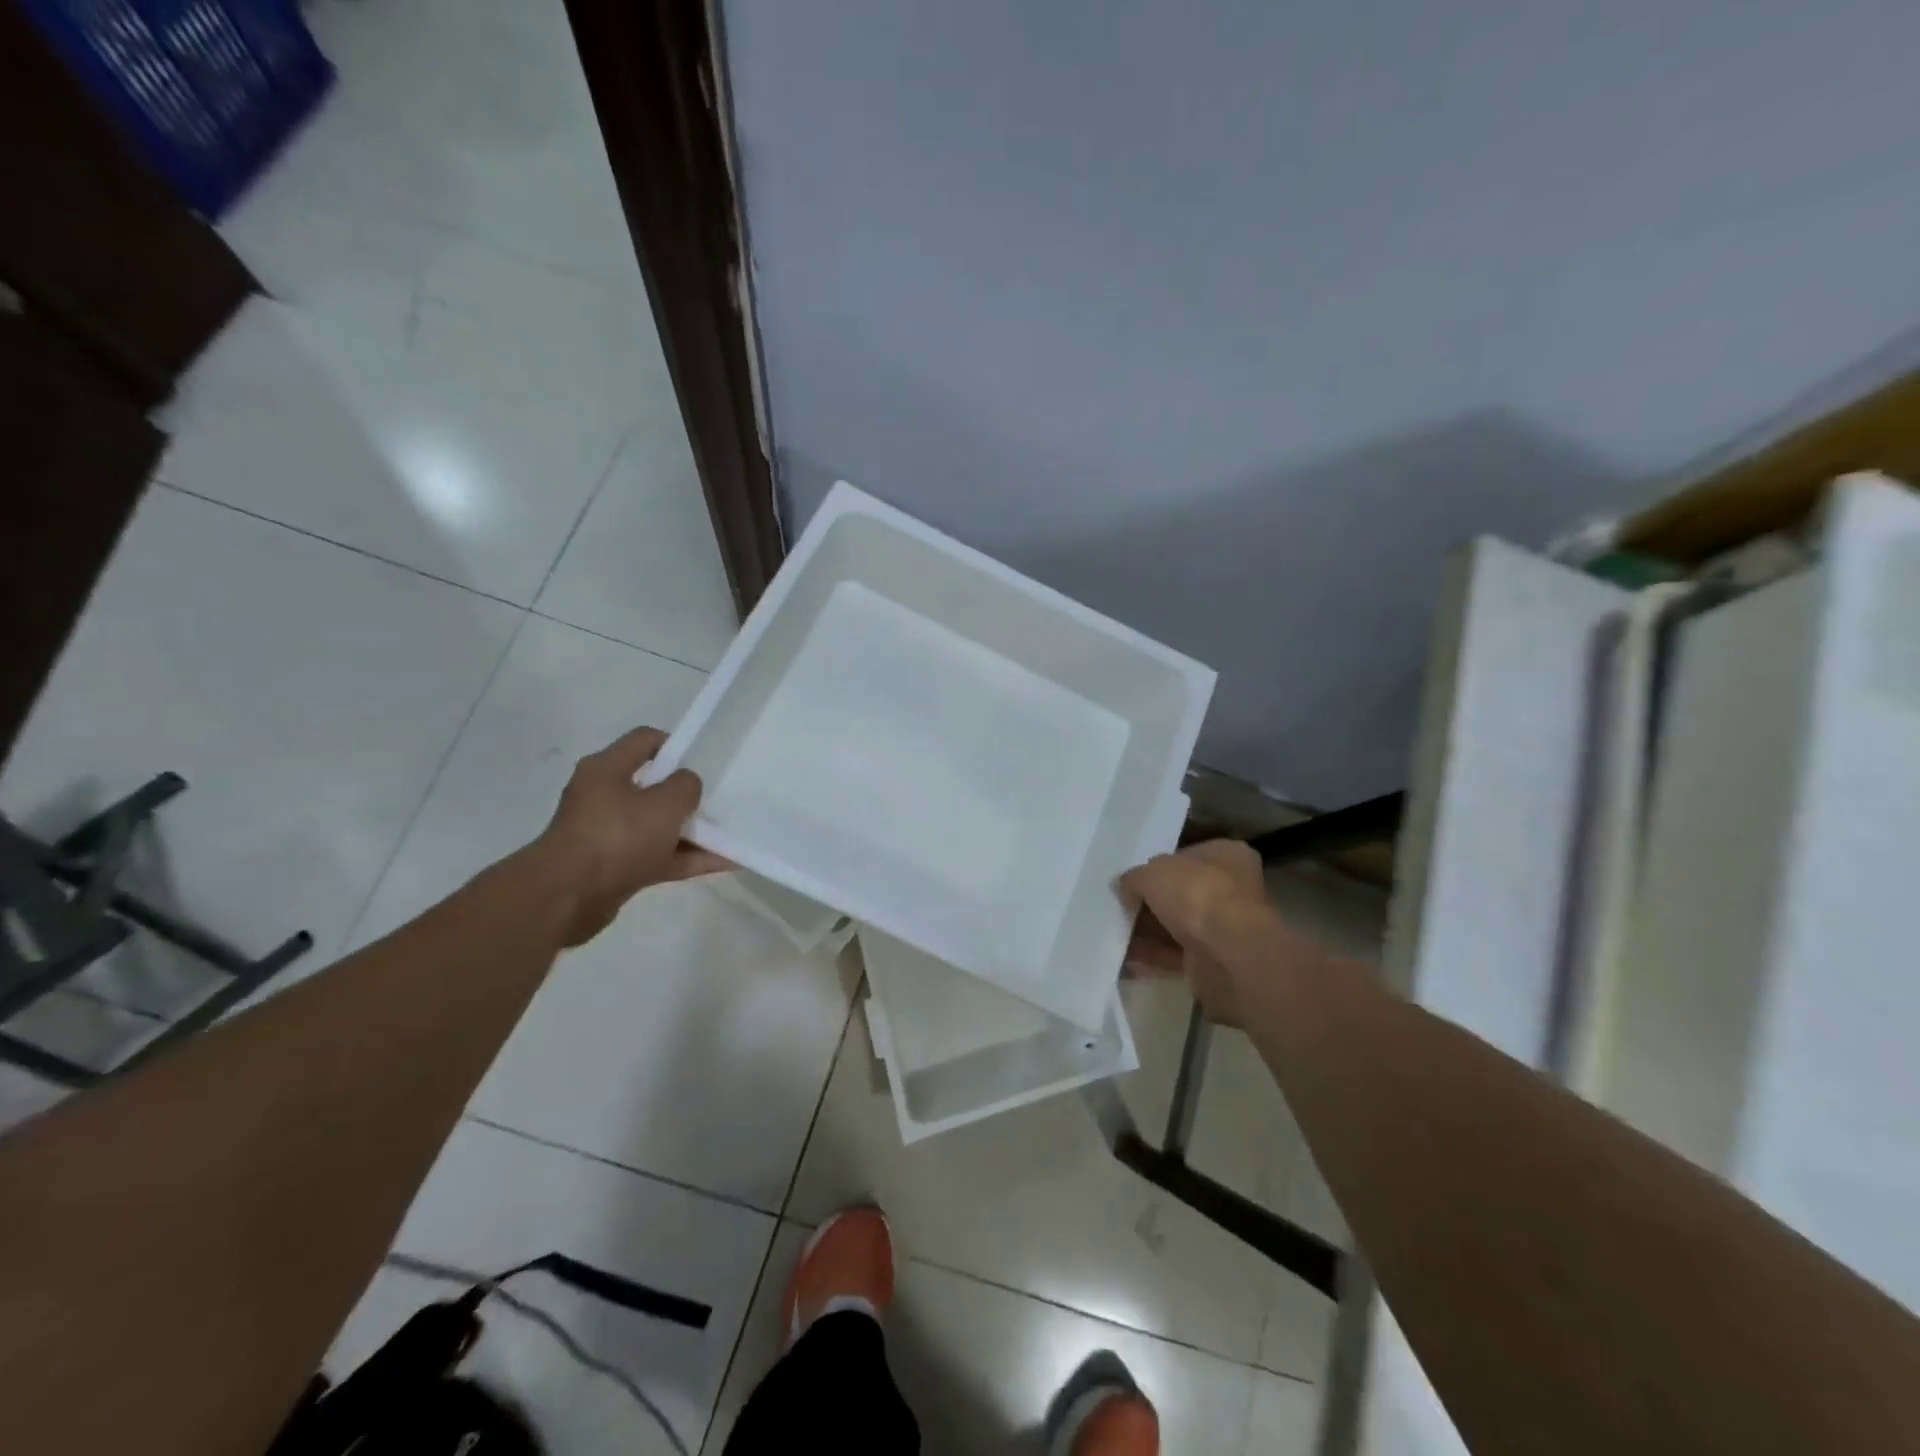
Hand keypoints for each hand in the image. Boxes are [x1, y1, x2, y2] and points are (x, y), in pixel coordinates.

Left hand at [530, 727, 732, 945]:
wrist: (567, 897)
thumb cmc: (618, 837)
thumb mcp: (665, 804)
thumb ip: (686, 786)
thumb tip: (686, 786)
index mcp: (607, 769)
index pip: (645, 740)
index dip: (676, 744)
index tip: (703, 760)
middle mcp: (602, 796)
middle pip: (652, 786)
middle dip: (685, 794)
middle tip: (715, 800)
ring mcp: (606, 833)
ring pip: (656, 825)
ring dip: (690, 831)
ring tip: (728, 836)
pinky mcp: (613, 867)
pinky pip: (657, 856)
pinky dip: (685, 858)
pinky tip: (722, 863)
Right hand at [1119, 838, 1279, 1025]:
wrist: (1229, 954)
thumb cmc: (1196, 894)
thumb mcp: (1152, 873)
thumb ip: (1134, 878)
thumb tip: (1124, 887)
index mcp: (1227, 855)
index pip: (1189, 855)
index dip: (1158, 866)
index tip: (1133, 878)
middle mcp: (1232, 889)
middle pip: (1182, 894)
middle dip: (1150, 903)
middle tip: (1120, 906)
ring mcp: (1226, 927)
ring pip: (1178, 926)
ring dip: (1148, 932)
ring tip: (1114, 933)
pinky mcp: (1216, 961)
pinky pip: (1177, 955)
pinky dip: (1153, 957)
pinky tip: (1125, 959)